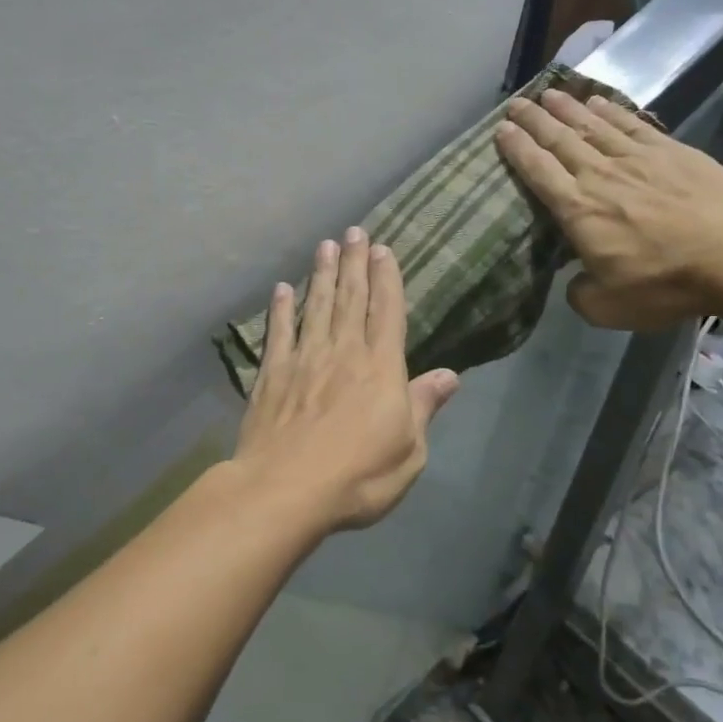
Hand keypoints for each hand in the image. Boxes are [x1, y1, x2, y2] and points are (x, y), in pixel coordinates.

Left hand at [232, 228, 459, 532]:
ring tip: (325, 246)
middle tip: (355, 231)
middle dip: (354, 263)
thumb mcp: (408, 452)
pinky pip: (279, 332)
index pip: (387, 313)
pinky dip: (281, 309)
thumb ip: (423, 407)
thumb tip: (450, 375)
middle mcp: (343, 353)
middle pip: (351, 299)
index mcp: (381, 369)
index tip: (383, 250)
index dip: (387, 279)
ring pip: (316, 306)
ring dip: (322, 274)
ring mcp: (304, 360)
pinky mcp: (272, 375)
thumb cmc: (357, 477)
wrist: (285, 490)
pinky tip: (283, 288)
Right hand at [494, 89, 722, 330]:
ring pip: (592, 125)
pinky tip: (596, 101)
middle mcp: (600, 175)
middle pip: (559, 139)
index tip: (501, 130)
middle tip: (515, 103)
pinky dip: (610, 110)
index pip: (538, 171)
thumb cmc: (666, 283)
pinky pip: (630, 124)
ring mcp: (637, 158)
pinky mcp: (670, 151)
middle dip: (534, 120)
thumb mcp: (608, 307)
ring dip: (566, 108)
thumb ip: (580, 293)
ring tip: (547, 94)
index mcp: (578, 210)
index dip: (517, 149)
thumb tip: (575, 280)